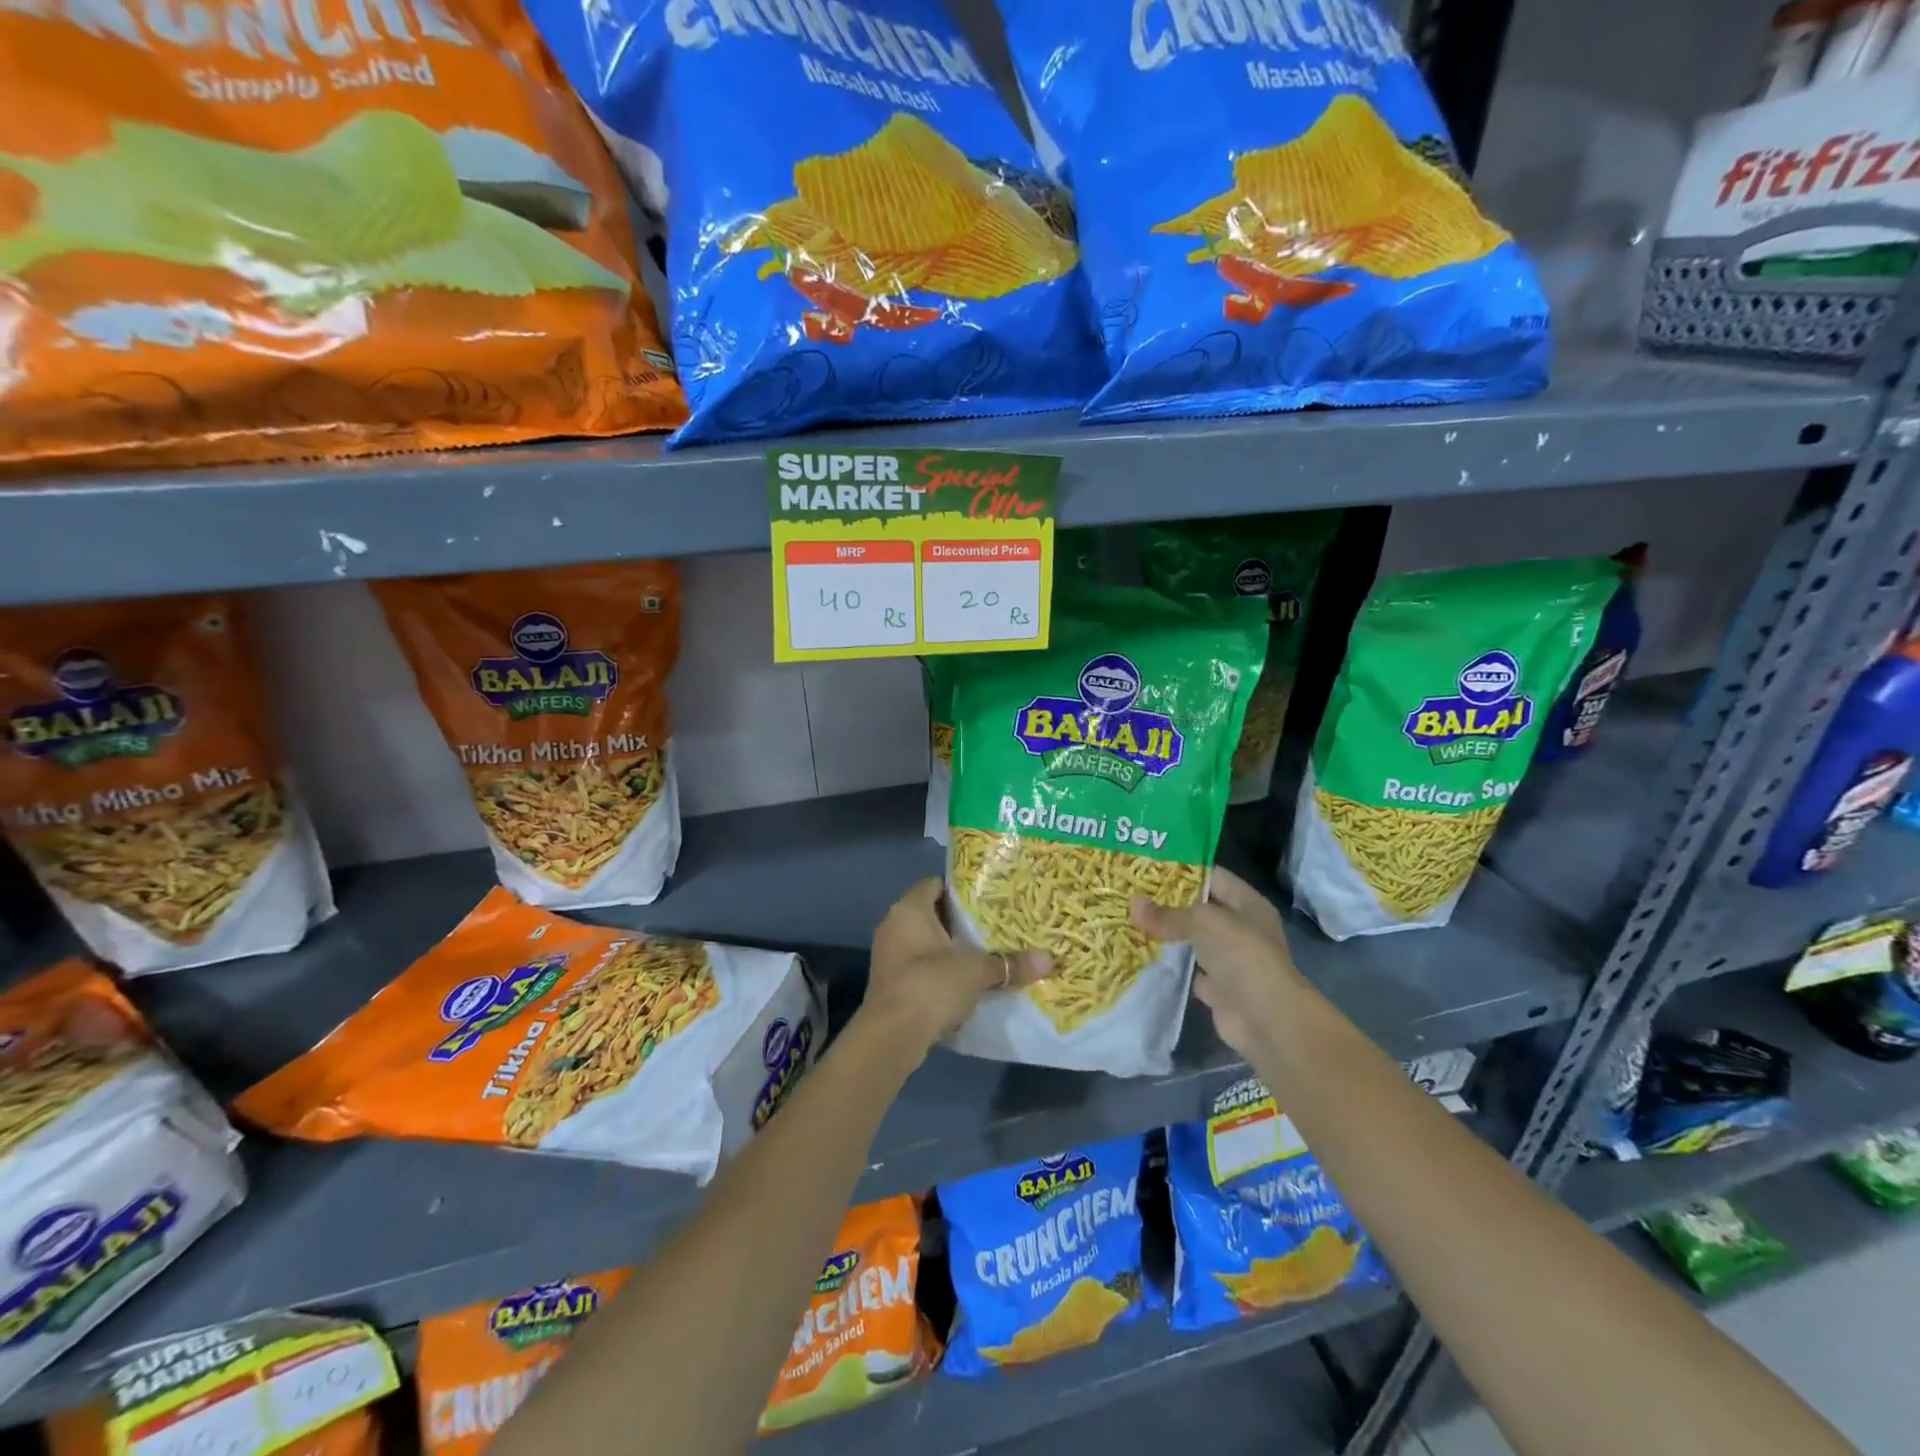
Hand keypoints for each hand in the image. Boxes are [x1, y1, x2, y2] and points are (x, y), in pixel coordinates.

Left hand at [861, 878, 1051, 1056]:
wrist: (892, 1036)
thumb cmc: (931, 984)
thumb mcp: (977, 971)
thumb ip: (1010, 963)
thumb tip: (1050, 960)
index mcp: (909, 909)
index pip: (935, 884)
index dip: (960, 888)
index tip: (987, 897)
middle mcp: (893, 926)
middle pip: (931, 914)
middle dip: (959, 921)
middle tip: (993, 924)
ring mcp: (888, 956)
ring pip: (924, 943)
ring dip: (949, 949)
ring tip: (984, 952)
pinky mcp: (890, 983)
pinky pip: (919, 967)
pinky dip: (939, 971)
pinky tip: (965, 982)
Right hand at [1131, 866, 1303, 1060]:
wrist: (1266, 1019)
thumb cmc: (1242, 956)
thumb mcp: (1203, 922)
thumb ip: (1168, 914)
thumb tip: (1133, 904)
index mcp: (1247, 904)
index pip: (1213, 876)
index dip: (1183, 870)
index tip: (1148, 867)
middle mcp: (1241, 929)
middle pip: (1200, 909)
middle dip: (1169, 903)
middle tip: (1131, 893)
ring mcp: (1231, 961)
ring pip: (1193, 941)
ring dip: (1167, 936)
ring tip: (1130, 921)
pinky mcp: (1219, 989)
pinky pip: (1189, 971)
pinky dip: (1170, 967)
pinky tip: (1143, 956)